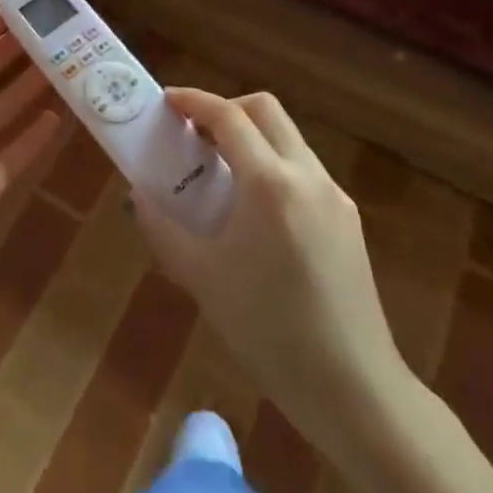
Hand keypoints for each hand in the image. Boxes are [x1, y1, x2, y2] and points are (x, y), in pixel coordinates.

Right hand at [130, 89, 405, 456]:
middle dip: (226, 110)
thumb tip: (137, 194)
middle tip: (196, 134)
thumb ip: (162, 227)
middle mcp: (306, 175)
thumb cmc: (268, 331)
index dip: (194, 101)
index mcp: (269, 183)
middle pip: (265, 110)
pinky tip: (256, 211)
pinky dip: (273, 166)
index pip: (228, 116)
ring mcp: (333, 196)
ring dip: (251, 137)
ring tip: (221, 173)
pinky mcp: (348, 220)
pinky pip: (303, 170)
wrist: (354, 391)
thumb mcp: (201, 278)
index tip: (167, 102)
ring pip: (287, 138)